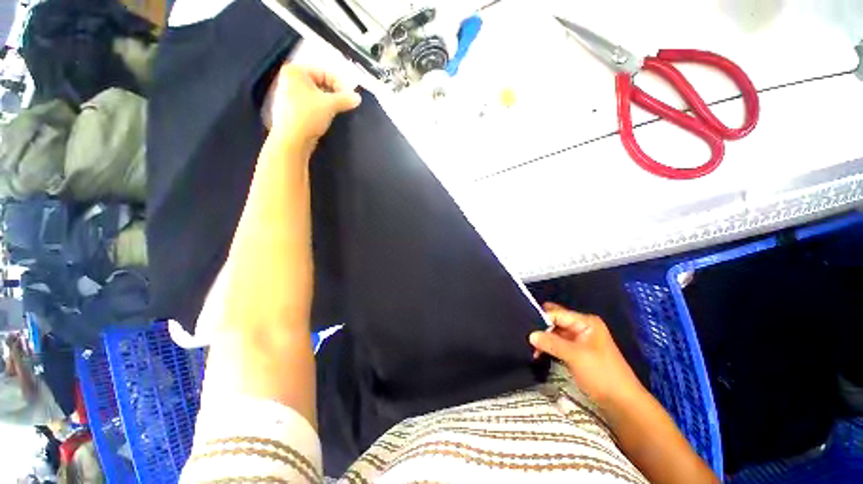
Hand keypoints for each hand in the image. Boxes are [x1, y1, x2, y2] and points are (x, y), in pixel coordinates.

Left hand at [265, 64, 361, 148]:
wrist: (291, 140)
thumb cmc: (308, 116)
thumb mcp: (330, 105)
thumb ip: (345, 99)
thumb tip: (357, 98)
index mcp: (296, 71)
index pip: (325, 72)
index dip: (340, 84)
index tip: (350, 97)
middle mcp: (289, 79)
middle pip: (320, 83)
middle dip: (335, 94)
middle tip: (345, 104)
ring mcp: (288, 95)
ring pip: (316, 95)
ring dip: (329, 103)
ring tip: (338, 112)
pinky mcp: (291, 110)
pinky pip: (310, 105)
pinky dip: (320, 109)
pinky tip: (326, 118)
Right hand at [530, 303, 643, 409]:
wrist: (622, 403)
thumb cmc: (602, 374)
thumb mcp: (575, 356)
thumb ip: (551, 343)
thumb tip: (530, 335)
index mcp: (585, 322)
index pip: (557, 314)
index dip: (541, 319)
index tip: (525, 327)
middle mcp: (581, 326)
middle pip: (555, 321)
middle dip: (540, 327)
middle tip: (524, 333)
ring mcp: (579, 339)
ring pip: (555, 333)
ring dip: (543, 338)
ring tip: (528, 345)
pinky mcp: (576, 351)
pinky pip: (558, 343)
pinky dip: (548, 346)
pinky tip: (537, 352)